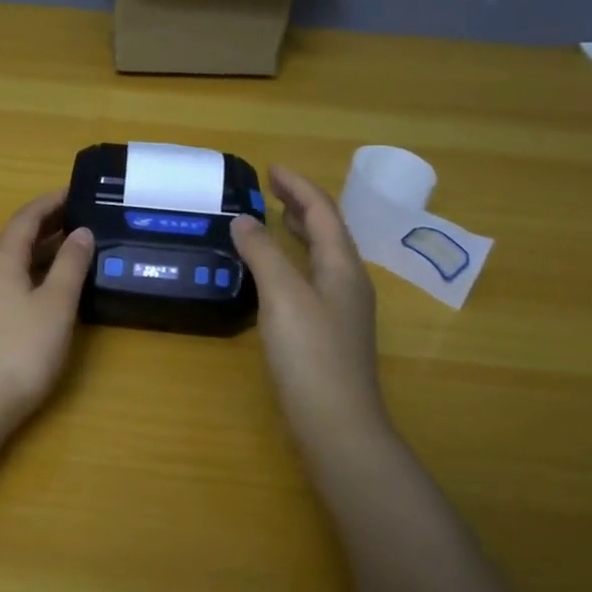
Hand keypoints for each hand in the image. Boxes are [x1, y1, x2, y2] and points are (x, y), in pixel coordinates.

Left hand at [0, 189, 93, 431]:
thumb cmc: (23, 348)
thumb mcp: (56, 303)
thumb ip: (71, 264)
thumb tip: (82, 232)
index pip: (26, 217)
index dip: (51, 202)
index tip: (76, 191)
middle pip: (15, 236)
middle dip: (48, 225)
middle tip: (83, 218)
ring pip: (11, 260)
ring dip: (40, 250)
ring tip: (74, 247)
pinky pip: (6, 279)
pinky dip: (30, 271)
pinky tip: (50, 283)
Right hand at [231, 166, 393, 451]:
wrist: (337, 423)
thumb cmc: (311, 354)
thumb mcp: (283, 296)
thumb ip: (263, 254)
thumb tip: (243, 219)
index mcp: (343, 266)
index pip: (323, 211)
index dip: (298, 186)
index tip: (271, 168)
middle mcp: (348, 282)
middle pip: (328, 230)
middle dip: (302, 205)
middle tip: (272, 189)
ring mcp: (342, 309)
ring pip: (322, 256)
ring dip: (301, 232)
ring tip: (277, 219)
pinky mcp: (330, 332)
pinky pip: (313, 279)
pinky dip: (295, 261)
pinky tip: (277, 273)